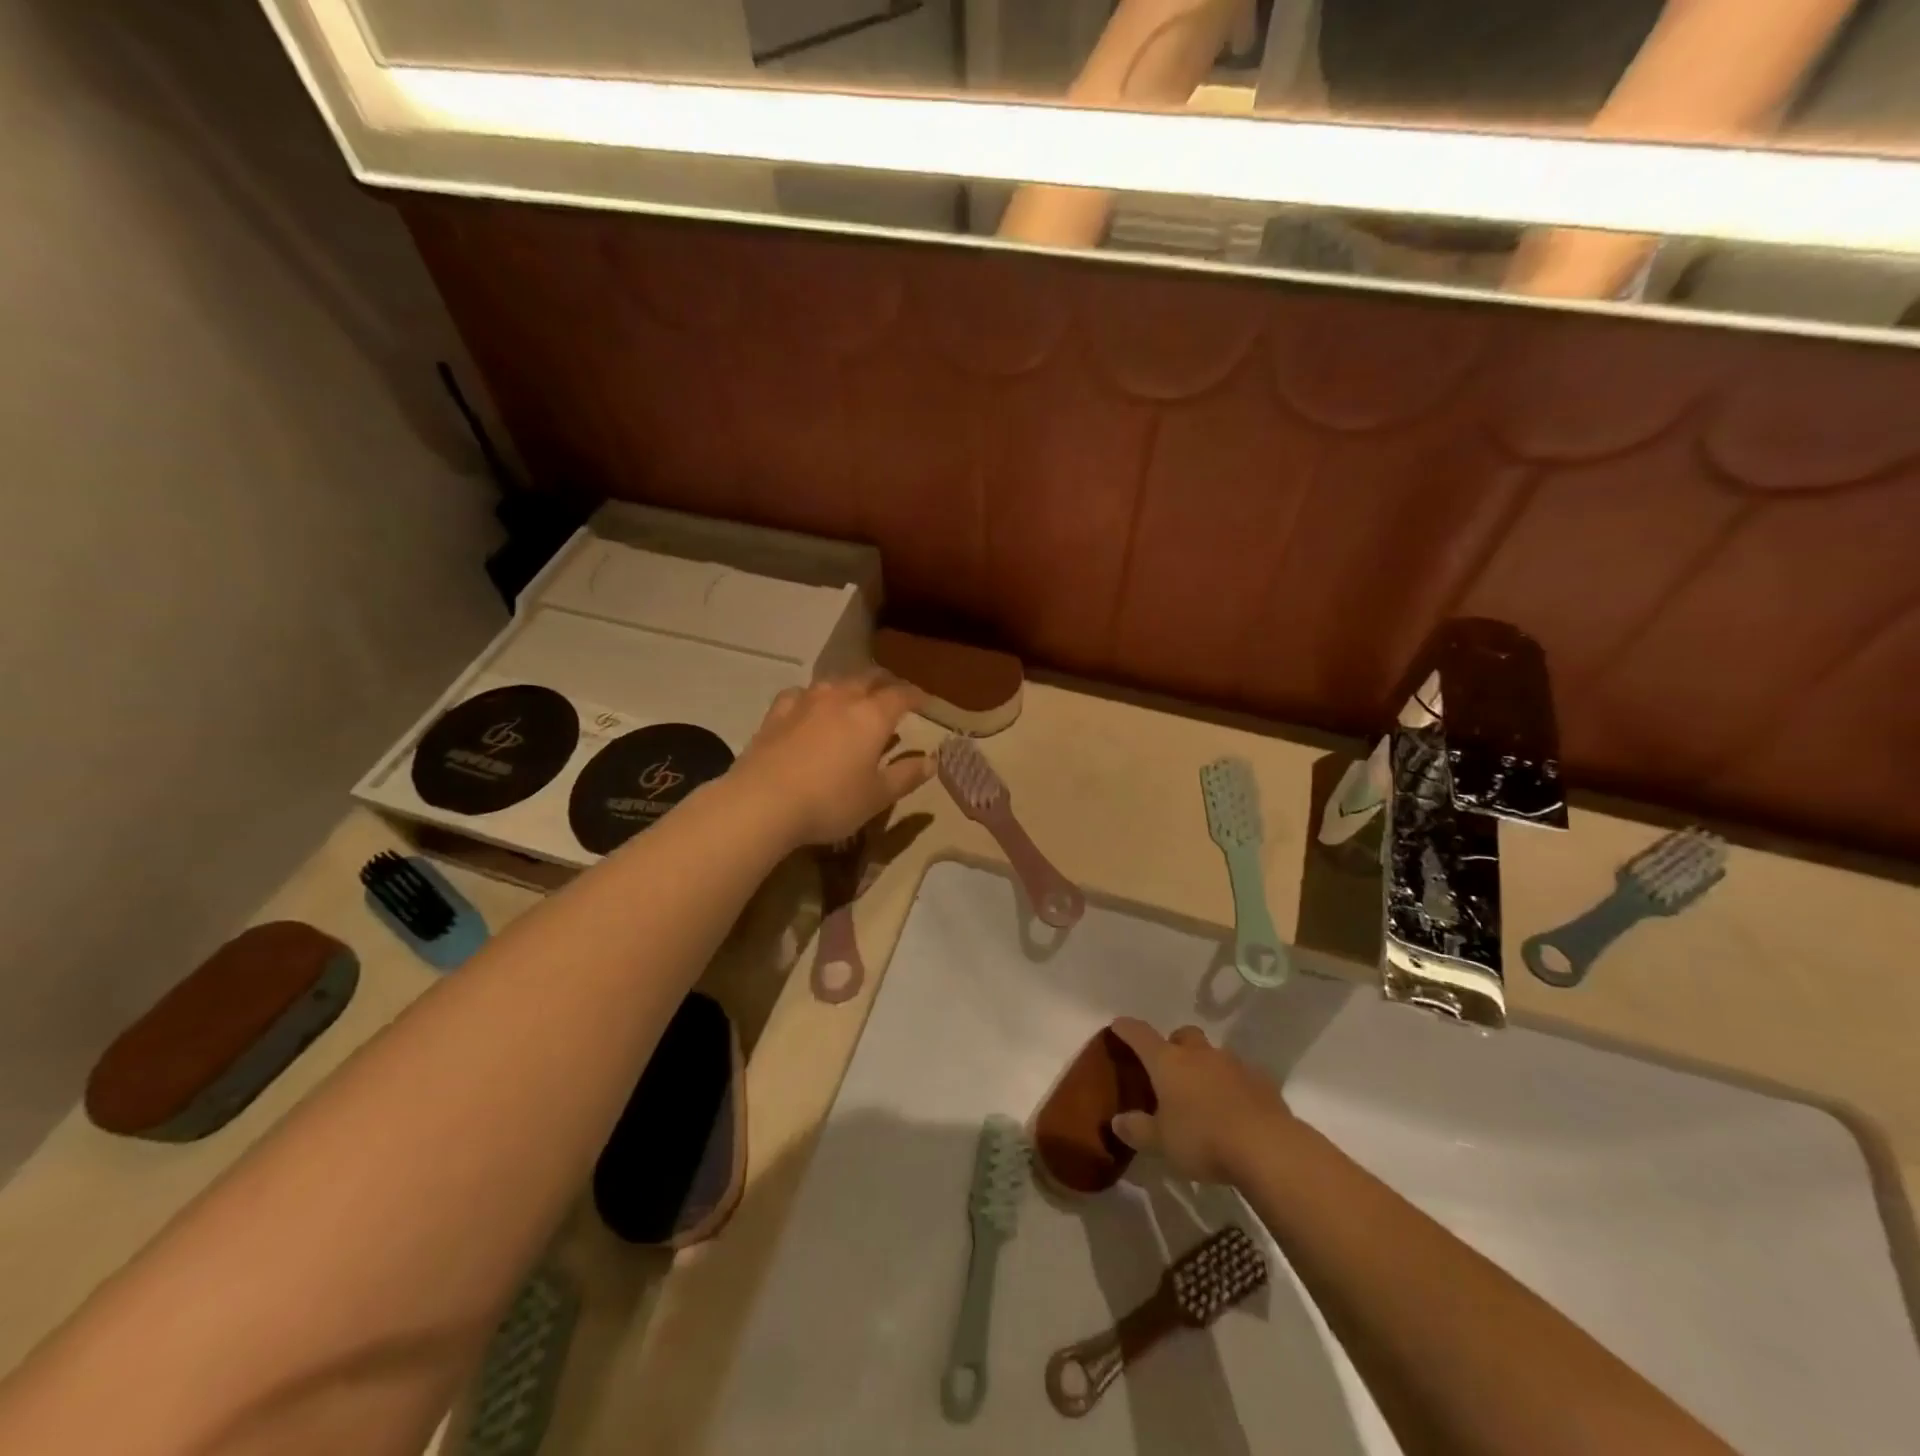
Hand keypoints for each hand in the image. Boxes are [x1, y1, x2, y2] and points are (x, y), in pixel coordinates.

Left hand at [732, 673, 933, 848]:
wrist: (763, 802)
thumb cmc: (830, 801)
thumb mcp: (877, 796)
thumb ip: (906, 776)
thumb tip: (932, 761)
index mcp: (872, 716)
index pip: (901, 695)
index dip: (916, 696)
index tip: (924, 702)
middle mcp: (841, 698)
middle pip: (869, 679)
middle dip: (885, 684)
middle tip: (893, 695)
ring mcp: (806, 701)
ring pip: (835, 682)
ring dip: (851, 686)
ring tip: (855, 698)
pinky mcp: (777, 712)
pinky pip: (801, 694)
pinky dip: (813, 697)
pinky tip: (809, 707)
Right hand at [1108, 1017, 1292, 1184]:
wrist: (1268, 1147)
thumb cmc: (1203, 1139)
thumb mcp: (1162, 1143)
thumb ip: (1138, 1130)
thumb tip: (1117, 1121)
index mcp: (1168, 1062)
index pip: (1140, 1035)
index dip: (1127, 1029)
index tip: (1118, 1025)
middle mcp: (1199, 1054)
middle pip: (1183, 1035)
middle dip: (1174, 1044)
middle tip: (1170, 1068)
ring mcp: (1233, 1064)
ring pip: (1213, 1054)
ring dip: (1206, 1066)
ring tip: (1204, 1094)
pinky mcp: (1261, 1081)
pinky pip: (1241, 1075)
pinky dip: (1233, 1084)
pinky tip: (1235, 1108)